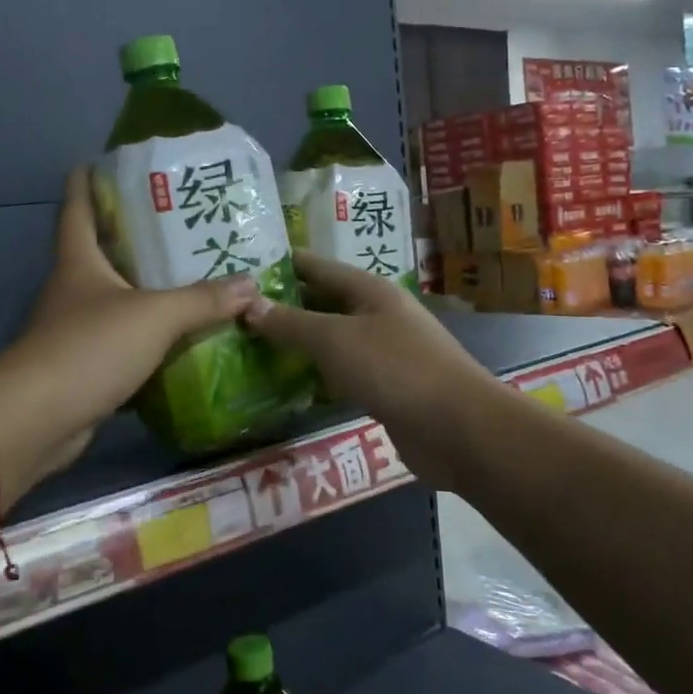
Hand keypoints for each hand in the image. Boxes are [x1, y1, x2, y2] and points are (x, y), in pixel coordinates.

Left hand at [0, 168, 255, 478]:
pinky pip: (122, 340)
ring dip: (144, 287)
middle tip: (178, 221)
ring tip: (190, 275)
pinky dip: (147, 335)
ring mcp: (74, 329)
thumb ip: (203, 300)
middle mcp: (72, 289)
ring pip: (114, 298)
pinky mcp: (84, 366)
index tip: (102, 161)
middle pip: (99, 250)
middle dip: (132, 234)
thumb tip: (251, 284)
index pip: (77, 208)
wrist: (38, 420)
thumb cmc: (89, 347)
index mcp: (79, 262)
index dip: (86, 182)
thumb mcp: (154, 316)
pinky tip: (178, 335)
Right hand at [242, 252, 507, 486]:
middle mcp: (377, 314)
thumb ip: (291, 323)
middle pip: (322, 302)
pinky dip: (316, 373)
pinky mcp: (385, 387)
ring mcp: (383, 352)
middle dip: (283, 305)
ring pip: (331, 339)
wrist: (459, 429)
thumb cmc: (396, 369)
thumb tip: (248, 305)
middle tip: (233, 310)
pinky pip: (341, 372)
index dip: (281, 265)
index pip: (316, 267)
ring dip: (297, 342)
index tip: (240, 268)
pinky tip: (286, 382)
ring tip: (249, 344)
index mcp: (369, 290)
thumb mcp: (335, 340)